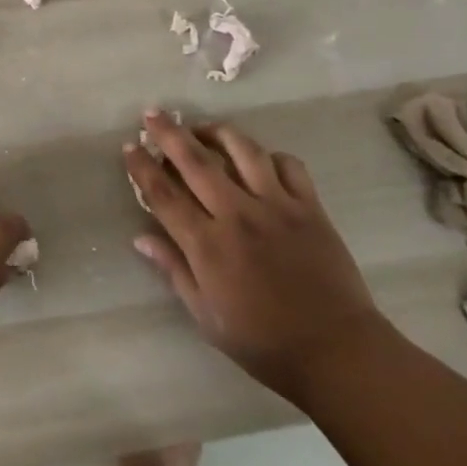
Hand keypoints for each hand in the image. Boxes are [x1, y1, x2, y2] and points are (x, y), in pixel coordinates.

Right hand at [125, 111, 385, 399]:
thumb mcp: (207, 317)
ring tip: (203, 128)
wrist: (336, 352)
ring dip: (217, 132)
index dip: (143, 168)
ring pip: (243, 150)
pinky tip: (259, 160)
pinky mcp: (309, 206)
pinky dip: (269, 155)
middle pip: (196, 161)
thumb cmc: (264, 343)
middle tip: (153, 113)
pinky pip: (287, 164)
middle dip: (169, 134)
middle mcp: (238, 215)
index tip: (130, 146)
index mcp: (208, 245)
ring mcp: (277, 206)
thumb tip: (141, 237)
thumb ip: (174, 271)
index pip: (164, 195)